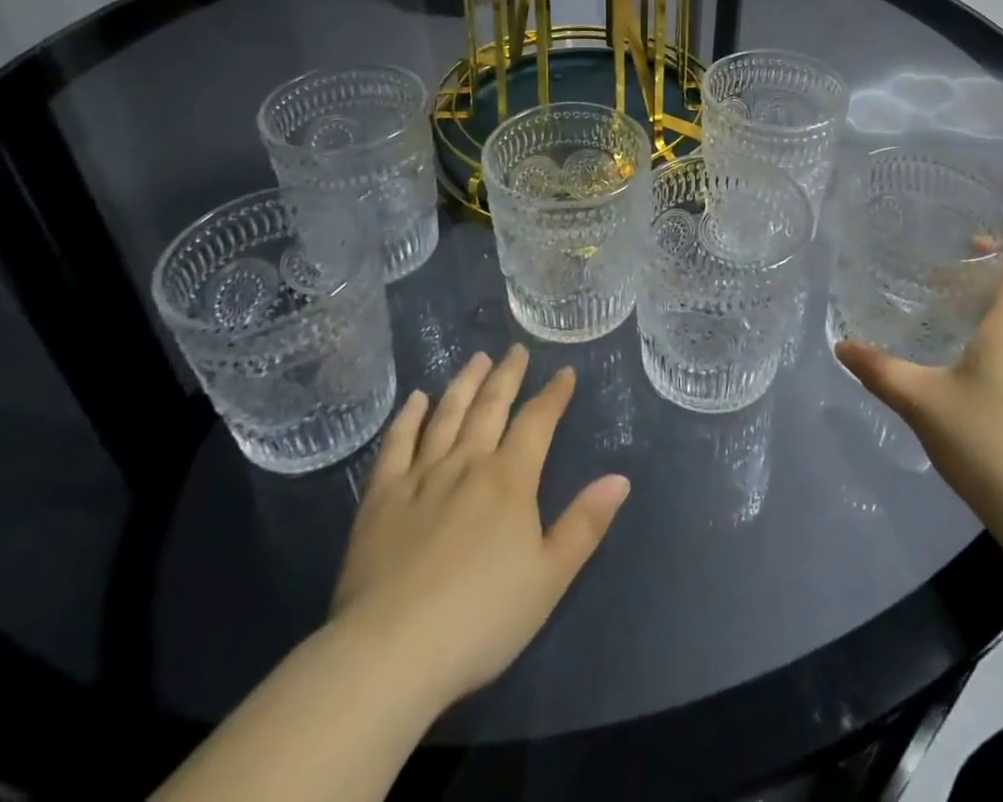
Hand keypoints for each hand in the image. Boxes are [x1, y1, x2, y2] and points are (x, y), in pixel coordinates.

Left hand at [329, 347, 630, 706]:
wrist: (392, 651)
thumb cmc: (482, 618)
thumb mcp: (549, 578)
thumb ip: (585, 524)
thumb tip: (620, 478)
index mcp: (510, 480)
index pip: (537, 422)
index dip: (554, 395)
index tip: (564, 372)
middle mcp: (467, 464)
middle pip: (490, 407)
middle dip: (507, 376)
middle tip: (515, 351)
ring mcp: (421, 476)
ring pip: (446, 415)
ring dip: (464, 384)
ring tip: (476, 359)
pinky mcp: (382, 497)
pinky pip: (397, 444)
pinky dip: (408, 417)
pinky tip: (416, 399)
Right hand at [835, 252, 1002, 543]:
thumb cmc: (981, 437)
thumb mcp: (919, 400)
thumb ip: (879, 371)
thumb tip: (842, 346)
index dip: (1001, 253)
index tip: (970, 244)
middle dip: (980, 294)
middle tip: (941, 292)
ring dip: (987, 332)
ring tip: (948, 339)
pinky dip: (995, 365)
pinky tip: (966, 389)